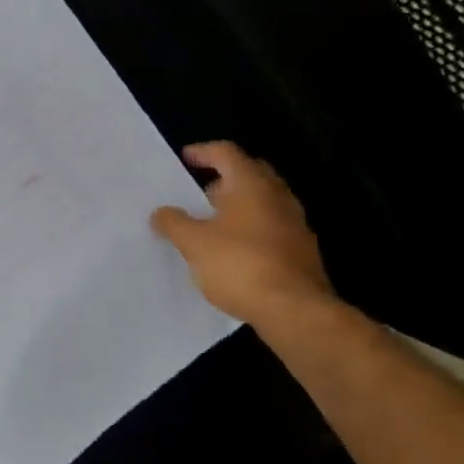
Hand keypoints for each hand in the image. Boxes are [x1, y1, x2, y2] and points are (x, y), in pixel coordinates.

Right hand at [151, 141, 334, 329]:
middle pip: (250, 174)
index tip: (185, 159)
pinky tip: (233, 251)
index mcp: (251, 184)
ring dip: (238, 206)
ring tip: (212, 223)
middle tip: (199, 192)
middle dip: (224, 179)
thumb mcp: (193, 243)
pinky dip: (251, 230)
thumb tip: (161, 213)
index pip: (226, 152)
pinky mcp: (302, 252)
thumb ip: (173, 223)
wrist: (295, 311)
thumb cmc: (239, 264)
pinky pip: (272, 228)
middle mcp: (278, 197)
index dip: (203, 152)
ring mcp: (295, 224)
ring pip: (263, 203)